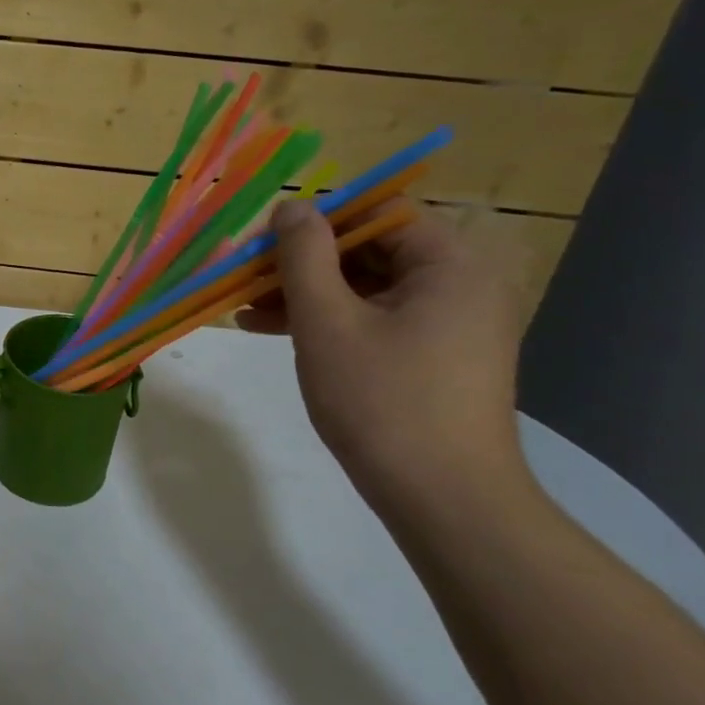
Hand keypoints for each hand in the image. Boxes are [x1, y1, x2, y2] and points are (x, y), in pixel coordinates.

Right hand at [237, 200, 526, 512]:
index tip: (262, 242)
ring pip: (365, 289)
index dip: (315, 221)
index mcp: (449, 264)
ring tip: (244, 312)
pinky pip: (375, 321)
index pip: (376, 213)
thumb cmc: (382, 400)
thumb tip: (291, 205)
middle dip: (301, 264)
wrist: (444, 498)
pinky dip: (329, 323)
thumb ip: (304, 256)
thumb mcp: (327, 322)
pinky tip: (275, 334)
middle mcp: (460, 284)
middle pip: (368, 251)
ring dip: (306, 295)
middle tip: (244, 279)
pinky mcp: (435, 357)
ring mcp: (450, 323)